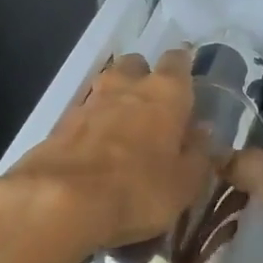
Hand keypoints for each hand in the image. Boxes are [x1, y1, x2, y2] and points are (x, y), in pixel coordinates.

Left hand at [5, 49, 211, 249]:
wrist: (60, 201)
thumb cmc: (138, 189)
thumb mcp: (185, 183)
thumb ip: (197, 154)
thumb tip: (202, 134)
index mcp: (166, 92)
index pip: (178, 61)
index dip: (183, 69)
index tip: (188, 84)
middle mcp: (127, 85)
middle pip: (137, 65)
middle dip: (144, 78)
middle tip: (153, 108)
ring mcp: (90, 101)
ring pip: (108, 86)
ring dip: (116, 100)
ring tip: (124, 130)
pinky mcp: (60, 123)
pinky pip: (84, 114)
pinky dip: (92, 125)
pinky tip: (96, 149)